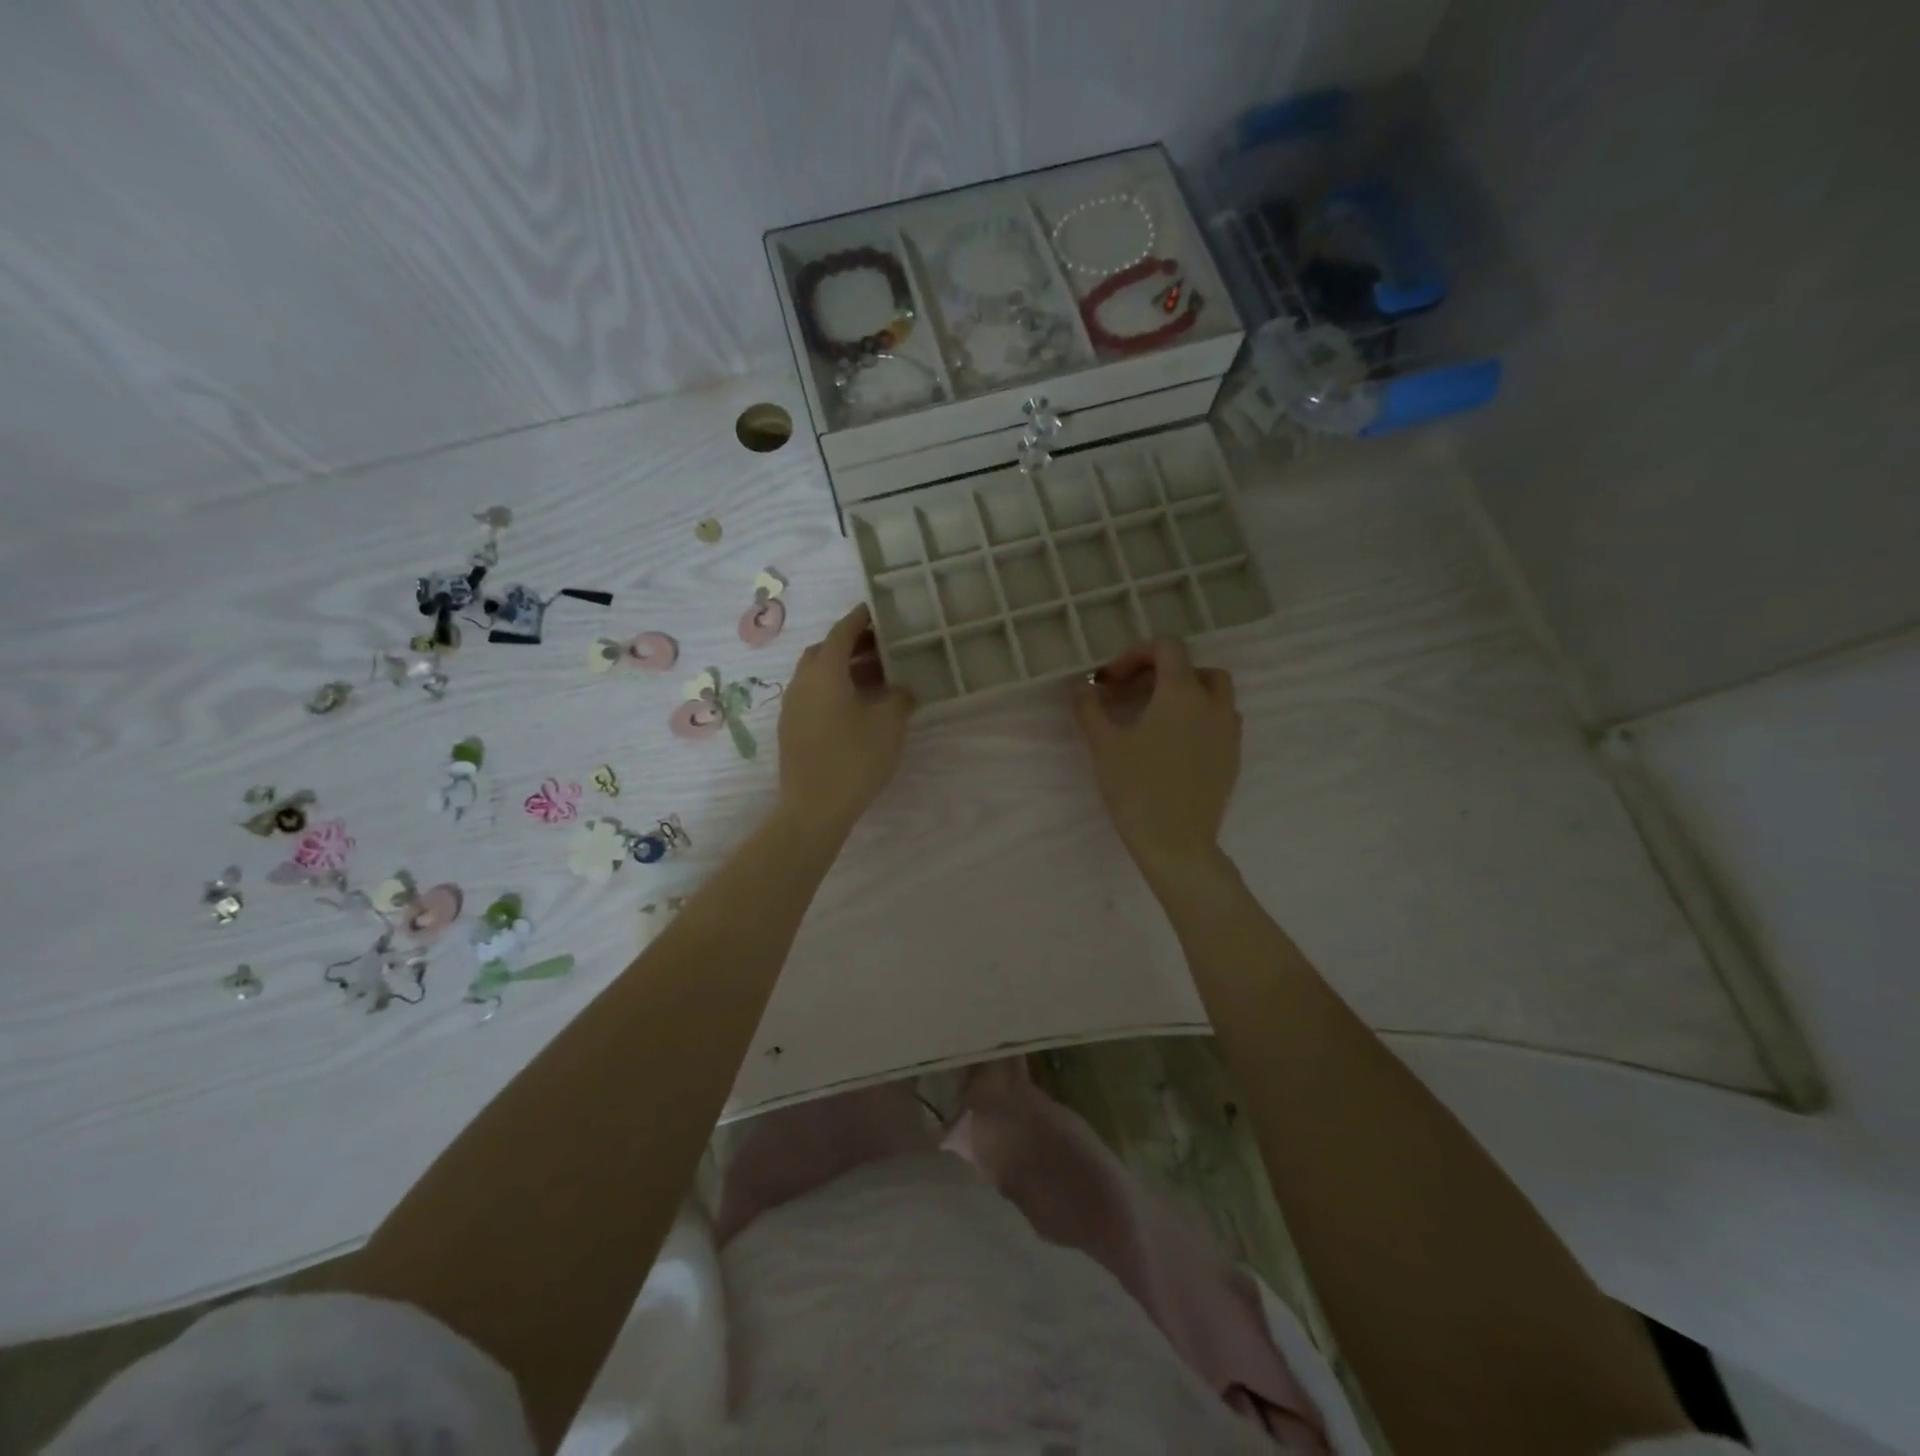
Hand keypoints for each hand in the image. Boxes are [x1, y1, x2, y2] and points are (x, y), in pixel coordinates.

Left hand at [777, 604, 916, 835]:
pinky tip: (857, 707)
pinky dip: (834, 689)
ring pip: (818, 675)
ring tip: (875, 678)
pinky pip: (813, 695)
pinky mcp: (792, 729)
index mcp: (825, 672)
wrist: (814, 808)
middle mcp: (802, 682)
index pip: (841, 632)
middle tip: (881, 647)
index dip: (859, 619)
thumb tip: (901, 689)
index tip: (875, 610)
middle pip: (825, 651)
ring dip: (843, 669)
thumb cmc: (854, 758)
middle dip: (852, 644)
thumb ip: (900, 697)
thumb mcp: (889, 725)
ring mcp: (793, 707)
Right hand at [1072, 639, 1240, 883]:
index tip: (1111, 681)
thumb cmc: (1136, 787)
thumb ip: (1090, 707)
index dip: (1136, 655)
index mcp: (1181, 693)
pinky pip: (1221, 723)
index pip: (1168, 648)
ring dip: (1186, 694)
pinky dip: (1199, 719)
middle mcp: (1212, 704)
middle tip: (1133, 694)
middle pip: (1195, 668)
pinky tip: (1174, 744)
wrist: (1176, 842)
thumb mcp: (1103, 744)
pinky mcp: (1232, 758)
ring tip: (1155, 716)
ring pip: (1215, 694)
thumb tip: (1081, 686)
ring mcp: (1228, 732)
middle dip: (1163, 672)